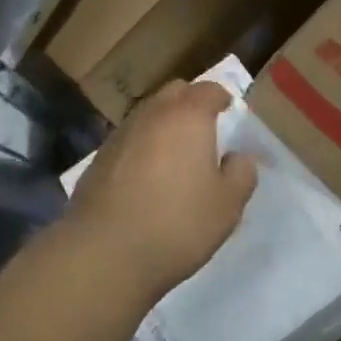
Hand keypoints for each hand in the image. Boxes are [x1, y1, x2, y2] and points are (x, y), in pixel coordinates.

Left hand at [68, 80, 256, 300]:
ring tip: (177, 156)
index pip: (209, 89)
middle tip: (206, 131)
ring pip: (149, 114)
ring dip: (165, 125)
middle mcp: (152, 114)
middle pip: (175, 93)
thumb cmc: (177, 223)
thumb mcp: (227, 205)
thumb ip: (241, 173)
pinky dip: (143, 147)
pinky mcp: (99, 157)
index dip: (222, 99)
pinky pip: (130, 139)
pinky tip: (147, 178)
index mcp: (187, 116)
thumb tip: (239, 156)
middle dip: (191, 104)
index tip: (230, 113)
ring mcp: (120, 133)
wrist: (104, 251)